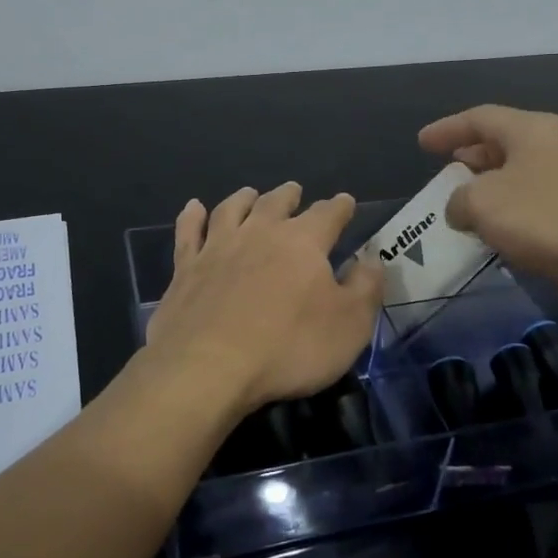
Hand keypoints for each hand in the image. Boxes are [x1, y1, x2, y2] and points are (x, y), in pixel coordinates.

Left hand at [144, 182, 384, 414]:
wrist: (209, 367)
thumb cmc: (289, 347)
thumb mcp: (349, 325)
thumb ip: (365, 288)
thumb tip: (372, 260)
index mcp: (303, 242)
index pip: (327, 214)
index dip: (339, 207)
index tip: (345, 202)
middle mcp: (259, 232)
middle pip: (276, 203)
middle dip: (289, 196)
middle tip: (294, 190)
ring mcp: (218, 247)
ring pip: (232, 209)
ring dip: (243, 198)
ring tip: (250, 193)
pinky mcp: (186, 268)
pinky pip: (188, 232)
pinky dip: (191, 216)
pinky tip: (193, 208)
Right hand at [418, 105, 557, 329]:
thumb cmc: (549, 218)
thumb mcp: (484, 203)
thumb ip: (458, 201)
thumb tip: (461, 209)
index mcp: (532, 130)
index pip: (480, 118)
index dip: (447, 128)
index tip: (422, 143)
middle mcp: (554, 148)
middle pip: (502, 144)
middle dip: (470, 158)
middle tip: (444, 173)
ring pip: (518, 178)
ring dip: (489, 192)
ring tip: (463, 209)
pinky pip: (534, 207)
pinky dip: (509, 217)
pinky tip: (495, 236)